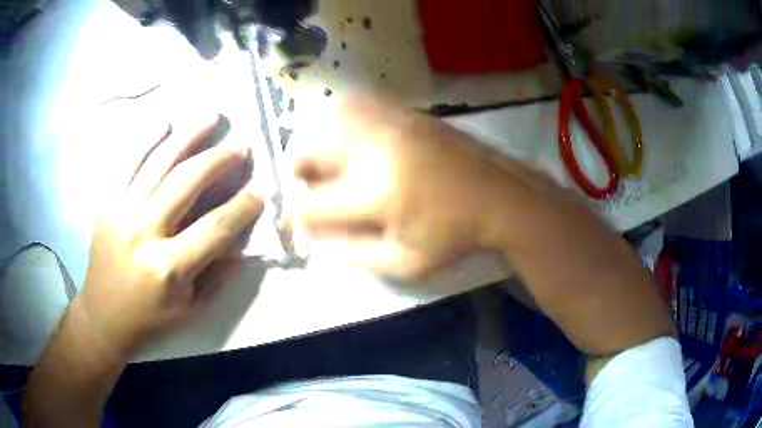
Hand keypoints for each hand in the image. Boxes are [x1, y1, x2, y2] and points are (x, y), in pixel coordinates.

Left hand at [77, 115, 262, 356]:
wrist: (104, 316)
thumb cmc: (151, 317)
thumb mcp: (192, 306)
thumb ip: (217, 270)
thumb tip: (240, 235)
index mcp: (168, 267)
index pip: (215, 227)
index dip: (242, 206)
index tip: (261, 190)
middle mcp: (143, 232)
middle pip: (187, 182)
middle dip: (219, 160)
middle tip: (240, 148)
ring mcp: (121, 212)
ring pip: (159, 162)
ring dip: (190, 135)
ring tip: (212, 117)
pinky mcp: (106, 203)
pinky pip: (128, 162)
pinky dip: (147, 139)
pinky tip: (165, 123)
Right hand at [289, 95, 513, 279]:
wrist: (499, 194)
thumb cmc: (455, 234)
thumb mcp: (406, 262)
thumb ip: (352, 252)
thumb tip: (313, 237)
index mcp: (375, 192)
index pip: (309, 203)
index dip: (294, 215)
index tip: (297, 220)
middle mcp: (373, 147)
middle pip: (304, 148)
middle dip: (298, 172)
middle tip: (312, 188)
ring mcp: (388, 121)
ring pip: (323, 119)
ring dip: (315, 145)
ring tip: (329, 165)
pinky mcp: (402, 110)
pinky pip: (351, 105)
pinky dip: (338, 123)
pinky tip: (352, 142)